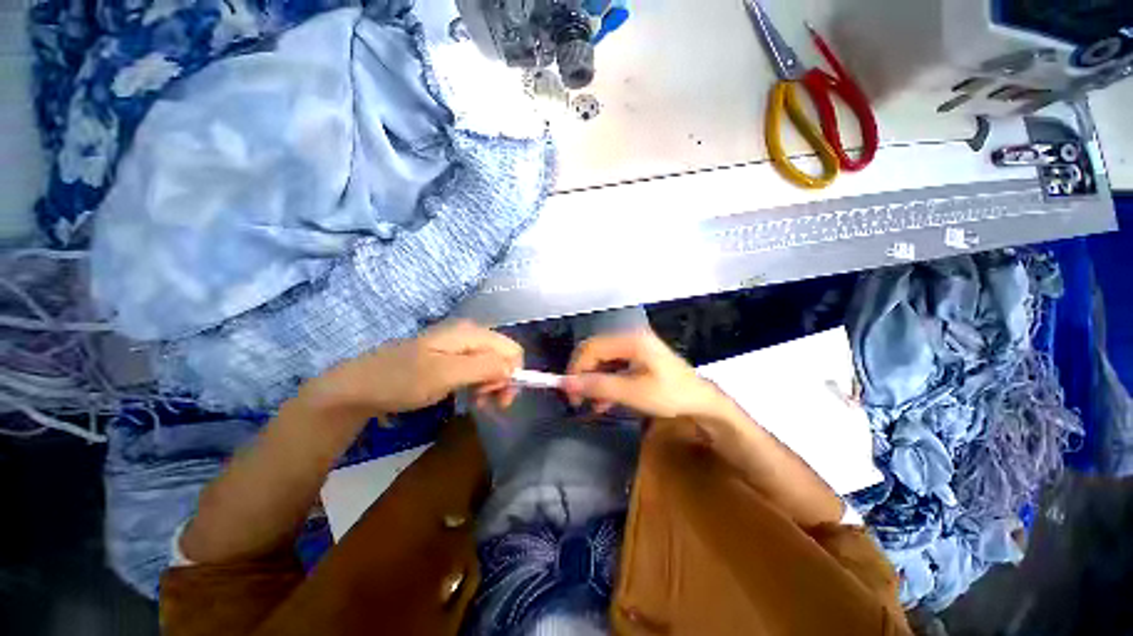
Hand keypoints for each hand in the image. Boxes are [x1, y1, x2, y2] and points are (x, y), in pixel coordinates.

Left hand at [302, 320, 522, 416]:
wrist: (359, 387)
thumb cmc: (402, 380)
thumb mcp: (446, 374)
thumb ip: (484, 367)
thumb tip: (513, 368)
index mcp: (471, 333)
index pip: (512, 349)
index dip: (512, 374)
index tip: (498, 397)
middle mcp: (470, 334)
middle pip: (503, 356)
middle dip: (502, 380)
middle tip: (488, 403)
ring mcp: (460, 345)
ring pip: (492, 363)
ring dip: (491, 385)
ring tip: (478, 403)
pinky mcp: (451, 357)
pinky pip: (478, 368)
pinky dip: (479, 384)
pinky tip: (471, 397)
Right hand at [561, 330, 720, 418]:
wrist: (702, 402)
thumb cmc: (670, 395)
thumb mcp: (632, 392)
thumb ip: (598, 386)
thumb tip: (565, 384)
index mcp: (630, 340)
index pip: (591, 348)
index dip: (575, 368)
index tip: (569, 392)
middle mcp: (629, 338)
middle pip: (595, 352)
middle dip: (583, 375)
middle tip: (577, 399)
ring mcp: (634, 347)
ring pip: (602, 361)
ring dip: (594, 381)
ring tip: (591, 404)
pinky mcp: (637, 358)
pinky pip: (613, 367)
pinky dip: (606, 382)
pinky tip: (604, 401)